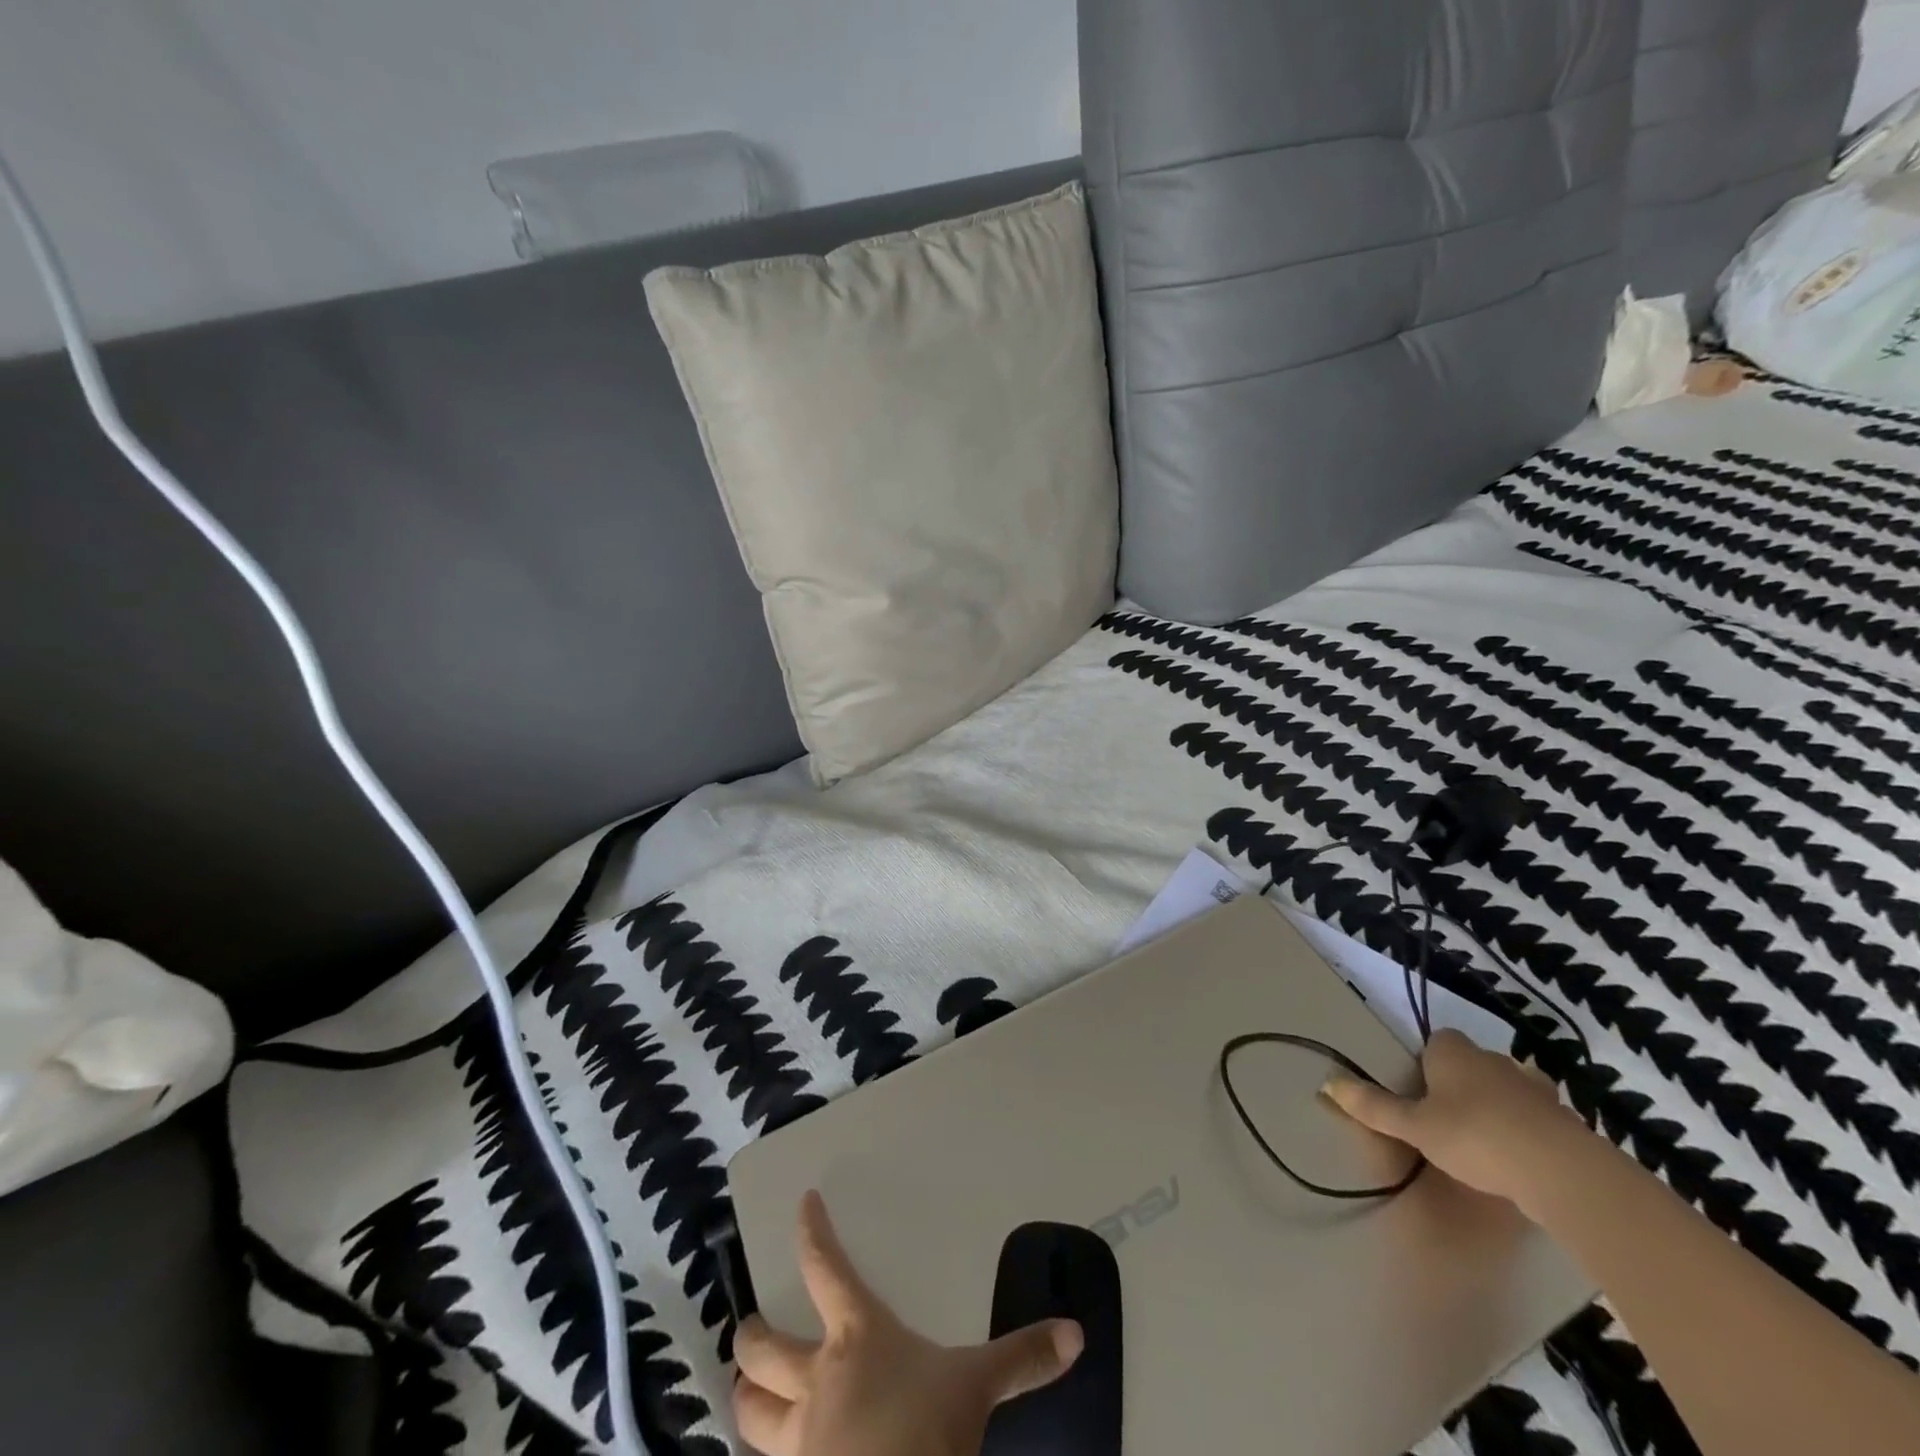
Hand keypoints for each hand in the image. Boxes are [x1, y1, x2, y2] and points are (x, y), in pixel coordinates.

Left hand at [733, 1190, 1083, 1455]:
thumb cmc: (926, 1432)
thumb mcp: (976, 1388)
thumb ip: (1021, 1358)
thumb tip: (1075, 1333)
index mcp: (856, 1337)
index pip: (826, 1267)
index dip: (813, 1231)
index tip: (804, 1202)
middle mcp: (816, 1379)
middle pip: (761, 1349)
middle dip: (749, 1335)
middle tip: (747, 1326)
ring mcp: (797, 1439)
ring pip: (749, 1412)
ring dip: (745, 1395)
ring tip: (745, 1387)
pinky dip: (765, 1450)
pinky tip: (774, 1450)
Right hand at [1320, 1029, 1588, 1221]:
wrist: (1562, 1172)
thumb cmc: (1475, 1137)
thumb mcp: (1415, 1127)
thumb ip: (1374, 1107)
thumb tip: (1326, 1083)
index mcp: (1454, 1053)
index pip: (1438, 1040)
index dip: (1429, 1061)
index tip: (1422, 1090)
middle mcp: (1494, 1059)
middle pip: (1473, 1061)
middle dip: (1463, 1081)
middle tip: (1449, 1116)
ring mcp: (1535, 1088)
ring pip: (1509, 1084)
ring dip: (1500, 1101)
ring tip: (1487, 1135)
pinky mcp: (1565, 1119)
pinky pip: (1539, 1114)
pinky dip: (1530, 1126)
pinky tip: (1523, 1153)